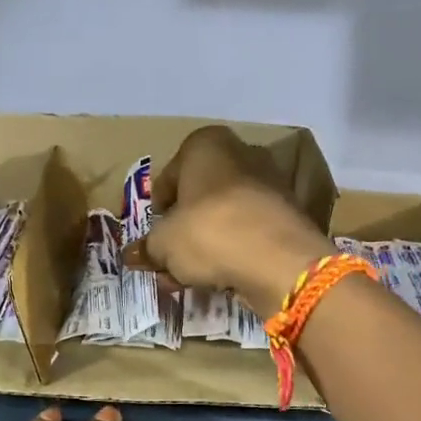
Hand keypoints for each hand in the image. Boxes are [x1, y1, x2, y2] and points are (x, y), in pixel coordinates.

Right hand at [123, 125, 333, 310]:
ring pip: (225, 215)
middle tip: (170, 259)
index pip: (170, 175)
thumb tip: (132, 255)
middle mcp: (241, 153)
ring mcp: (270, 183)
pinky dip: (233, 250)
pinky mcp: (288, 215)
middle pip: (200, 195)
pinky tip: (220, 276)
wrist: (278, 259)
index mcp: (206, 144)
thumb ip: (147, 247)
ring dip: (206, 243)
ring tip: (190, 275)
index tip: (153, 235)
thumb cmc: (209, 232)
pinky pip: (249, 231)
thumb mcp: (163, 244)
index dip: (158, 209)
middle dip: (184, 228)